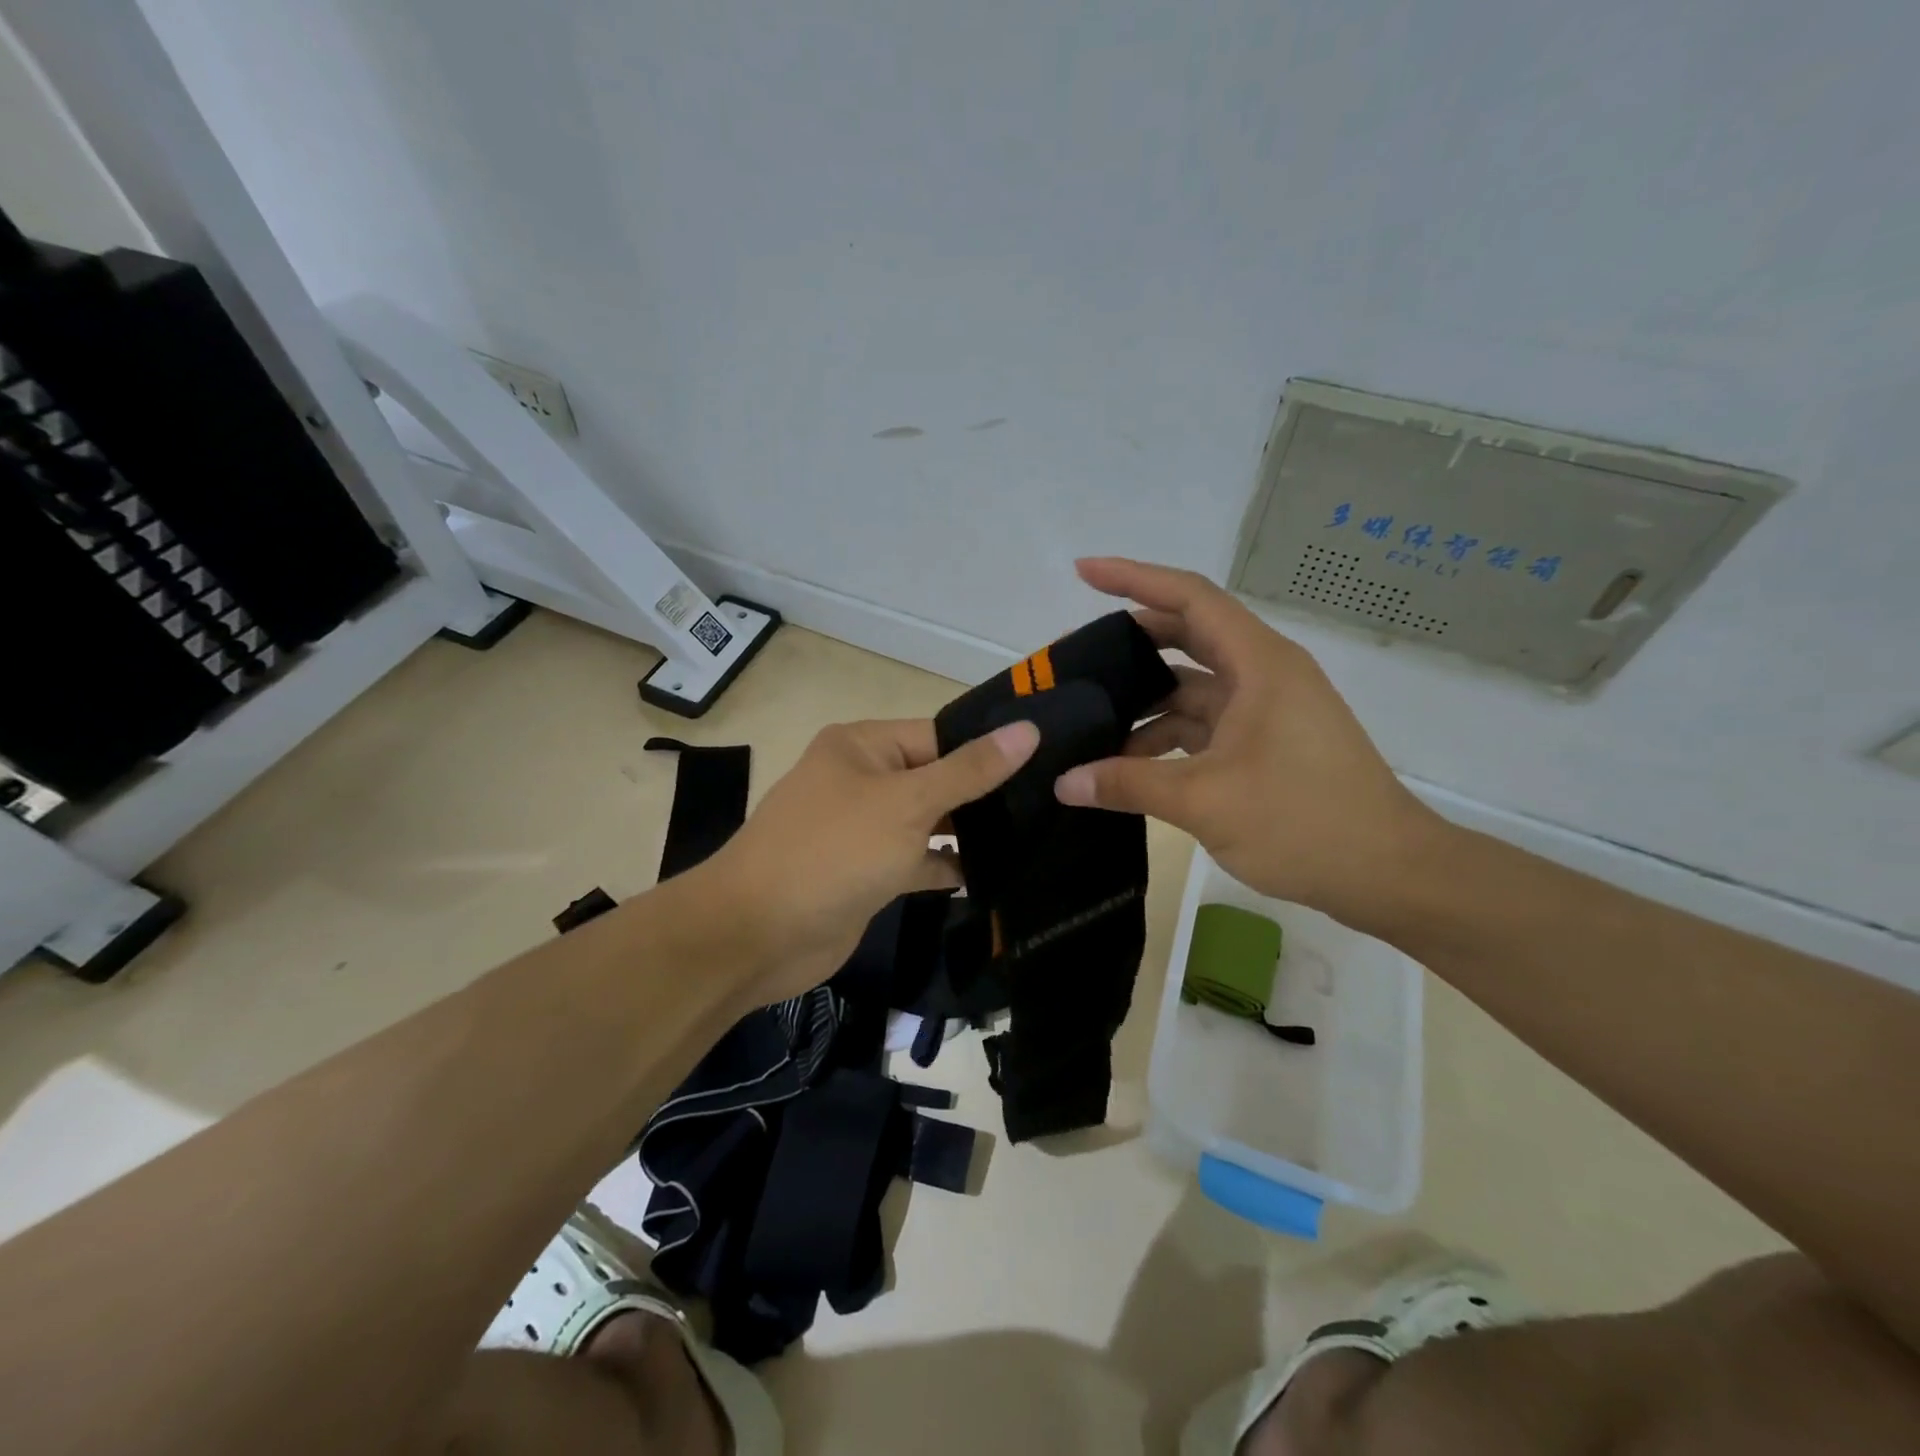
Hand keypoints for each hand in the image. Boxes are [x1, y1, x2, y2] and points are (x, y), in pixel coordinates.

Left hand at [703, 717, 1038, 1004]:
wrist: (757, 935)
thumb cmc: (833, 851)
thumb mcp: (907, 803)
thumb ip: (969, 770)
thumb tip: (1028, 730)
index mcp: (863, 746)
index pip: (939, 735)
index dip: (988, 748)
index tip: (1049, 760)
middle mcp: (863, 780)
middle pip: (936, 778)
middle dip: (984, 794)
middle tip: (1052, 803)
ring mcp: (865, 829)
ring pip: (929, 822)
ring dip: (970, 832)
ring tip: (1036, 836)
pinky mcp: (869, 873)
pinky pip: (918, 861)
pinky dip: (949, 867)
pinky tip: (995, 876)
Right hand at [1053, 558, 1444, 926]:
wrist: (1386, 873)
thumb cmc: (1303, 820)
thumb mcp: (1205, 801)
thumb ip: (1128, 785)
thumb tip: (1064, 783)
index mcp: (1258, 663)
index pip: (1189, 597)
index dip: (1134, 577)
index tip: (1083, 572)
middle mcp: (1263, 674)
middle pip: (1187, 636)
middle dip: (1131, 643)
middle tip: (1077, 658)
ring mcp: (1265, 709)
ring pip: (1191, 686)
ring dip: (1144, 701)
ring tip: (1090, 719)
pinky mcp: (1264, 743)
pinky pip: (1203, 724)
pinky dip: (1165, 736)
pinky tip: (1126, 764)